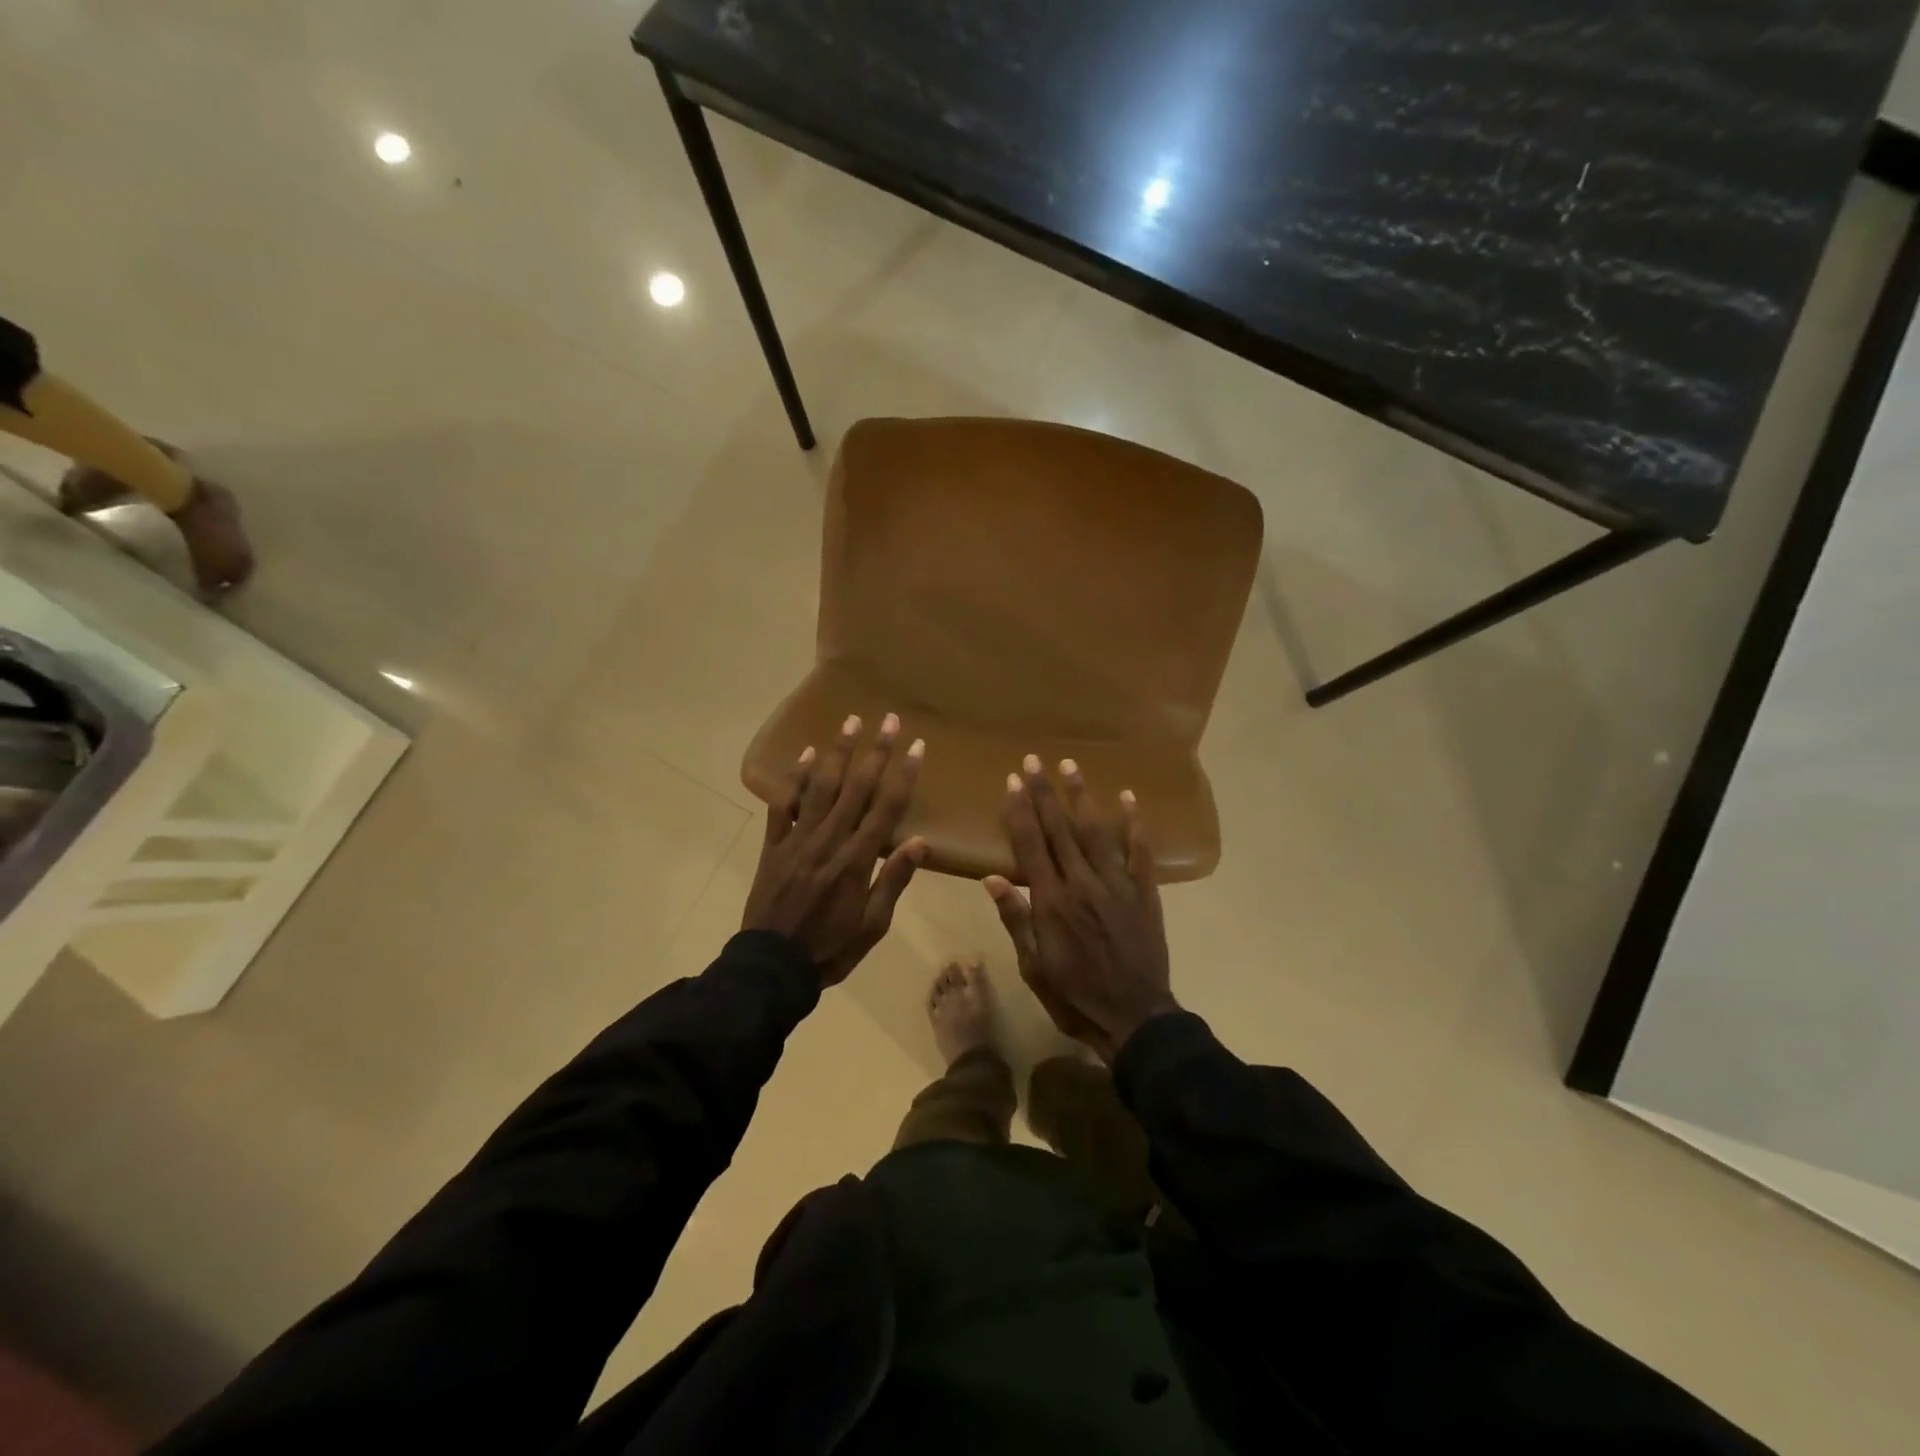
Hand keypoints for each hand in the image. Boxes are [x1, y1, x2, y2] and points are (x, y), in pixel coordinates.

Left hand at [743, 712, 926, 985]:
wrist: (772, 967)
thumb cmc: (831, 949)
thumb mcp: (872, 926)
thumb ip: (893, 881)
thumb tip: (919, 842)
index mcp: (857, 862)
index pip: (886, 809)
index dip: (903, 775)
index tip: (917, 746)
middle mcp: (829, 841)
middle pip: (856, 788)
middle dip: (876, 751)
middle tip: (890, 720)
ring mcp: (798, 840)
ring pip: (821, 787)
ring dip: (838, 752)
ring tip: (851, 721)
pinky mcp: (774, 845)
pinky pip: (784, 805)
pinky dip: (795, 778)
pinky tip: (808, 754)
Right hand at [984, 756, 1177, 1062]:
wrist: (1135, 1018)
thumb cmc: (1075, 996)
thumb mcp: (1033, 966)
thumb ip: (1016, 919)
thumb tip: (992, 878)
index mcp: (1052, 901)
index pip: (1031, 845)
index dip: (1020, 811)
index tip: (1012, 781)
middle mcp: (1083, 883)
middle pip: (1060, 829)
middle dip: (1045, 793)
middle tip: (1034, 760)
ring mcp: (1117, 885)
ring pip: (1097, 832)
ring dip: (1082, 797)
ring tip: (1071, 765)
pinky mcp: (1144, 893)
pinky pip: (1140, 852)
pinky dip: (1134, 824)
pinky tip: (1128, 798)